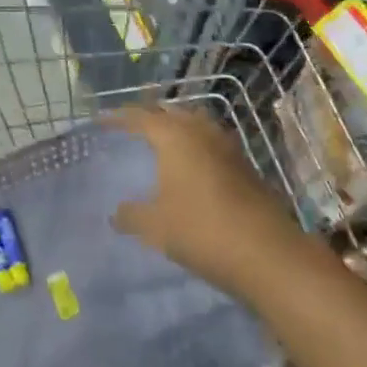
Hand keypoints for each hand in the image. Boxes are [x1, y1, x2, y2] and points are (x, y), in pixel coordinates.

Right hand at [110, 105, 301, 296]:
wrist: (266, 253)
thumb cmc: (201, 230)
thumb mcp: (155, 226)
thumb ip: (131, 215)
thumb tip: (115, 213)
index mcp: (173, 136)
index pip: (139, 116)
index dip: (118, 117)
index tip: (100, 121)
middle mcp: (200, 131)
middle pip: (170, 113)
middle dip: (149, 116)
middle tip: (131, 125)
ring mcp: (226, 146)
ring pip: (195, 124)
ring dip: (177, 127)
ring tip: (161, 140)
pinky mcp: (244, 165)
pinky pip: (211, 143)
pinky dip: (195, 145)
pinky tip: (190, 165)